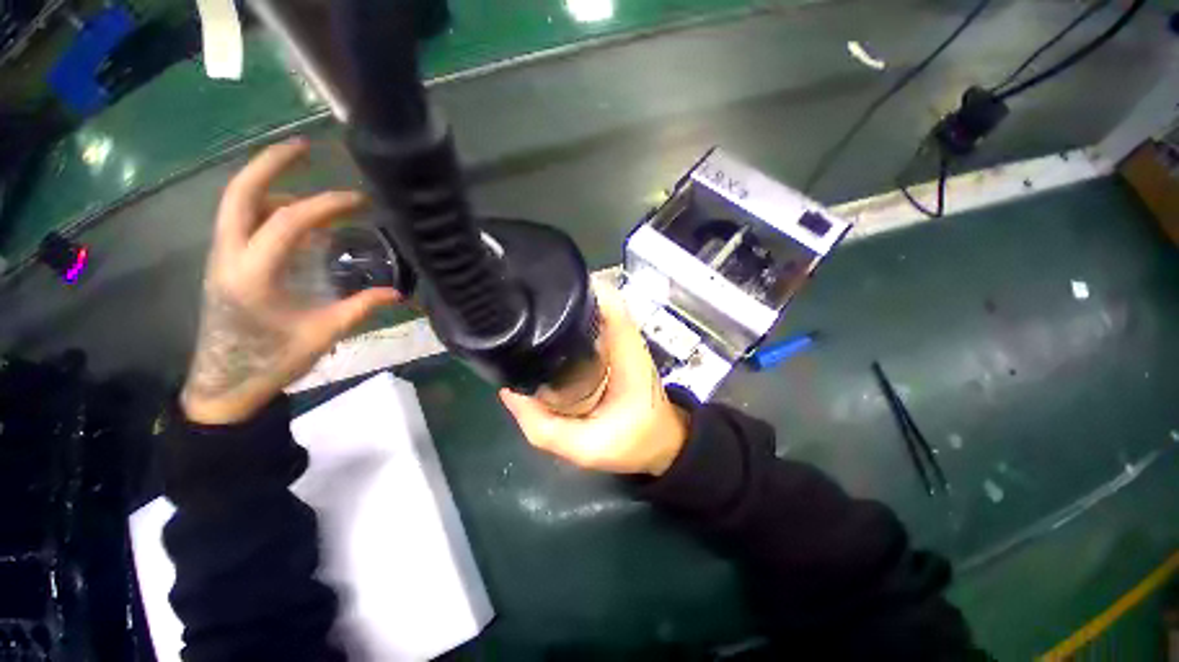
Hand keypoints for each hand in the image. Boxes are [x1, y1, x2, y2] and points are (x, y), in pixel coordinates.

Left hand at [181, 140, 399, 424]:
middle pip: (240, 193)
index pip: (289, 221)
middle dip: (271, 164)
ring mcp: (222, 256)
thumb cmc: (272, 360)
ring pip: (237, 204)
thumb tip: (398, 292)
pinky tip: (294, 221)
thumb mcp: (322, 335)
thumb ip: (360, 309)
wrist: (225, 383)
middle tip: (305, 147)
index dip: (327, 205)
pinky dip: (266, 208)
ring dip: (270, 185)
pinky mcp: (225, 263)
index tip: (360, 202)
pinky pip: (242, 221)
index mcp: (253, 274)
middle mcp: (229, 255)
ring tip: (308, 187)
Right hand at [500, 283, 689, 475]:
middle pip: (588, 297)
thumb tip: (509, 391)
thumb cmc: (634, 441)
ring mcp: (619, 336)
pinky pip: (588, 324)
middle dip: (556, 296)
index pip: (601, 298)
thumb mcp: (585, 446)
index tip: (540, 287)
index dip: (571, 285)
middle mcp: (622, 333)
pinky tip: (547, 335)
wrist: (662, 441)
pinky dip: (567, 324)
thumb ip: (542, 426)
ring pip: (587, 308)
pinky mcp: (614, 344)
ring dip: (561, 307)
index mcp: (622, 348)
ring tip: (530, 316)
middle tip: (524, 306)